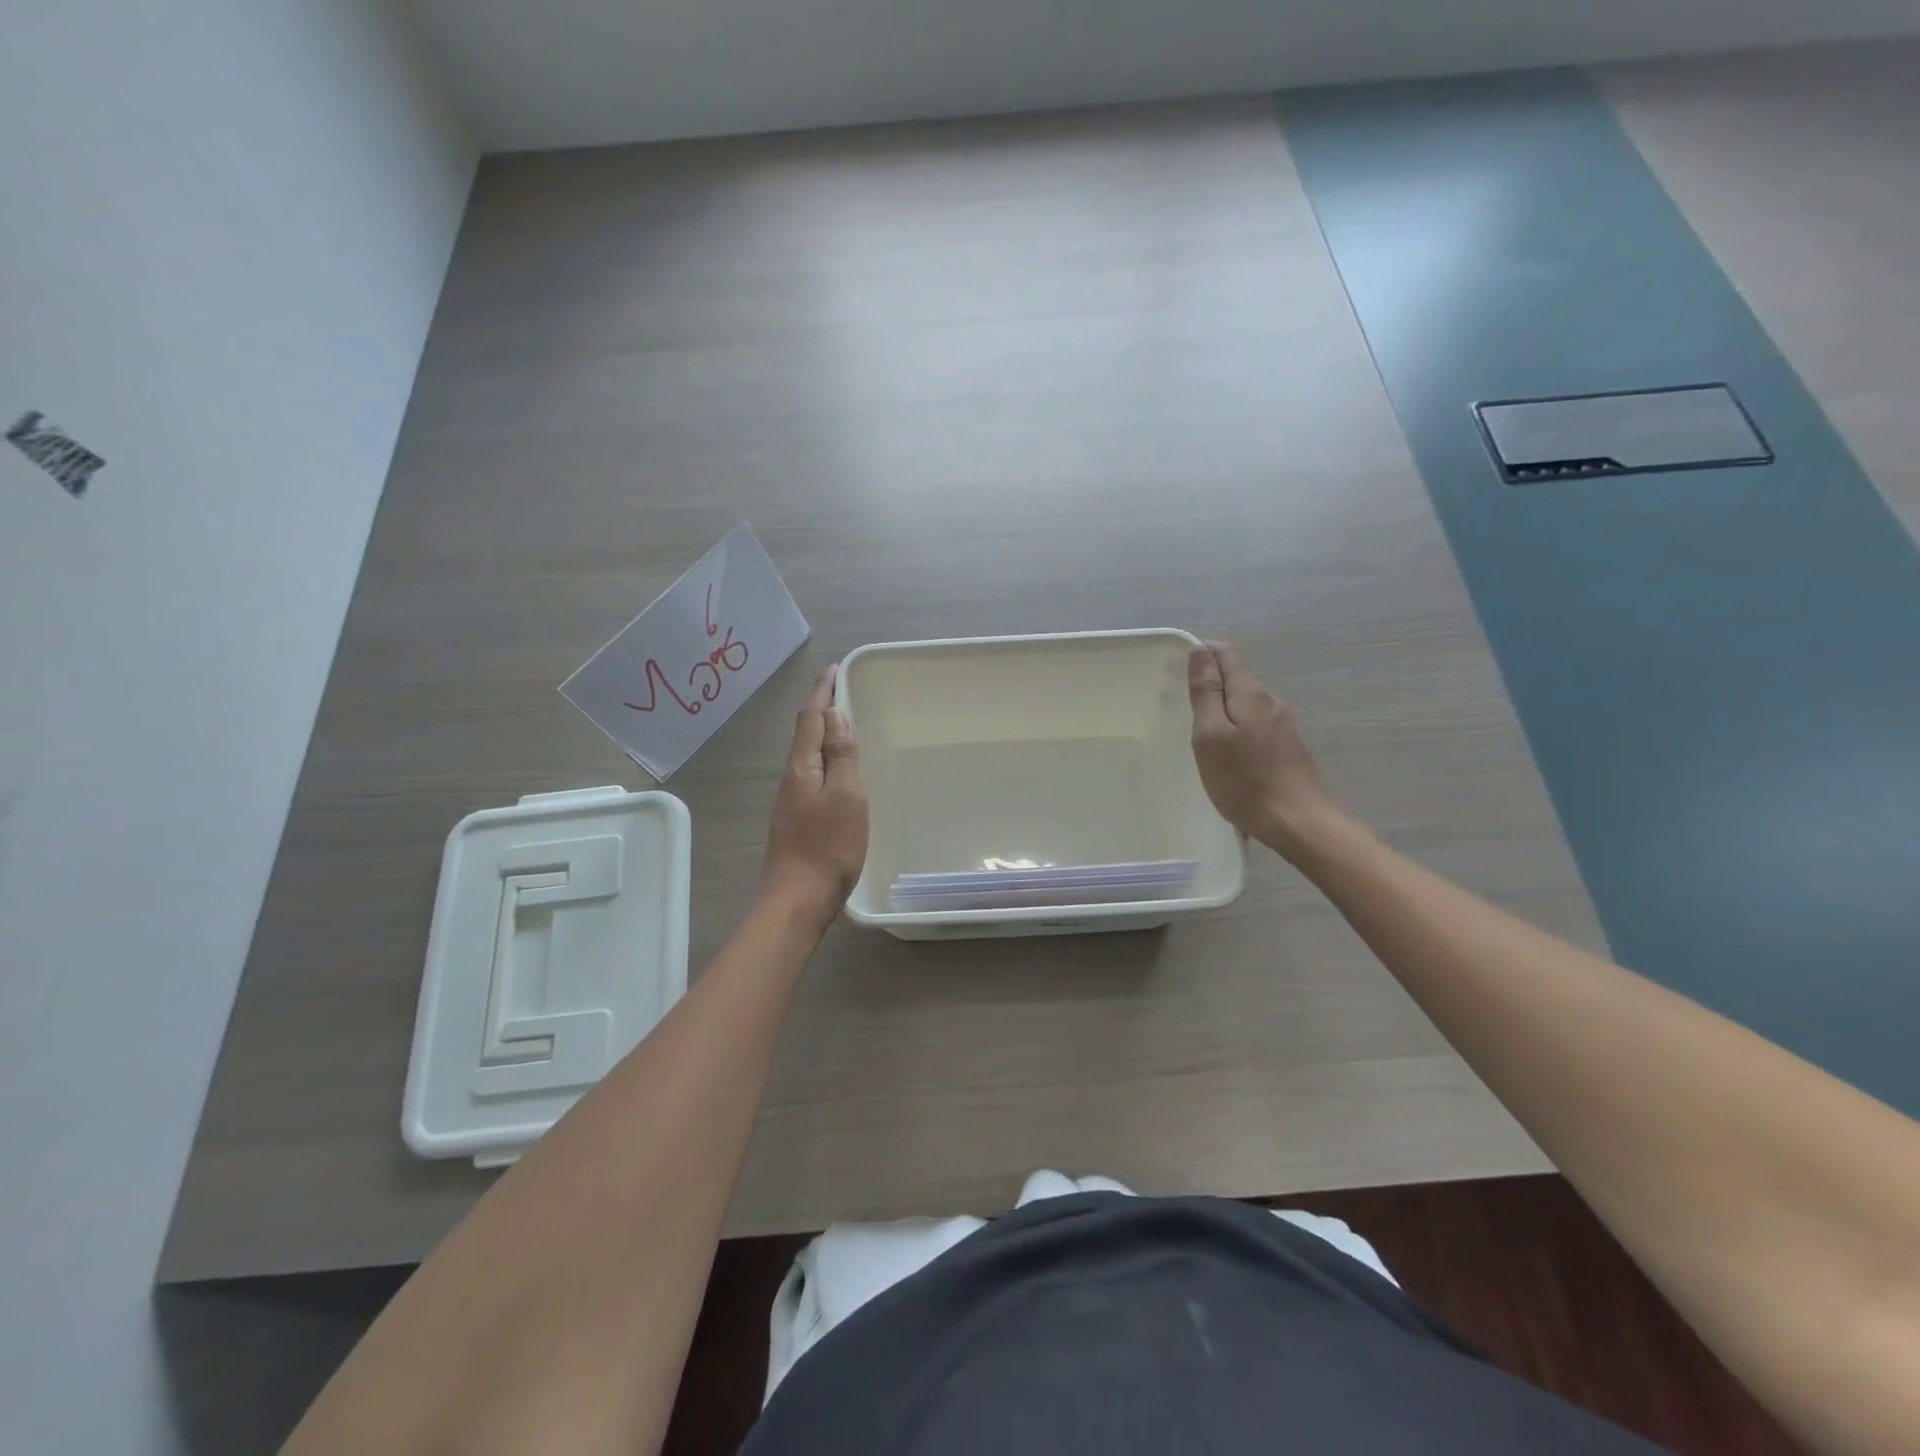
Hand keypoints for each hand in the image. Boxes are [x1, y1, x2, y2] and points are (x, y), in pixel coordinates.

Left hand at [760, 663, 868, 921]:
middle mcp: (791, 778)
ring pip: (807, 755)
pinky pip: (812, 775)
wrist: (798, 899)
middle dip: (821, 709)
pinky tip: (837, 770)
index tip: (833, 670)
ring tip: (843, 726)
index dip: (822, 692)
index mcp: (802, 767)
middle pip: (805, 734)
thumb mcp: (847, 796)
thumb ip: (842, 755)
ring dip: (822, 734)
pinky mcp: (796, 819)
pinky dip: (825, 759)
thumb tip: (836, 715)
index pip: (810, 718)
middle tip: (841, 693)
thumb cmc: (829, 846)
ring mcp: (791, 800)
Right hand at [1188, 641, 1344, 860]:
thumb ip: (1206, 692)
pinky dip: (1237, 730)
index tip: (1179, 677)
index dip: (1201, 655)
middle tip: (1185, 713)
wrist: (1297, 821)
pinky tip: (1228, 755)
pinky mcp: (1287, 746)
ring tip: (1203, 738)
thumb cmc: (1244, 779)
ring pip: (1245, 704)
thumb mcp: (1211, 735)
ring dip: (1223, 711)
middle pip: (1236, 678)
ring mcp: (1282, 724)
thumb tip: (1200, 650)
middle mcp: (1270, 701)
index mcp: (1249, 693)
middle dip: (1210, 687)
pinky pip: (1254, 725)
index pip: (1225, 654)